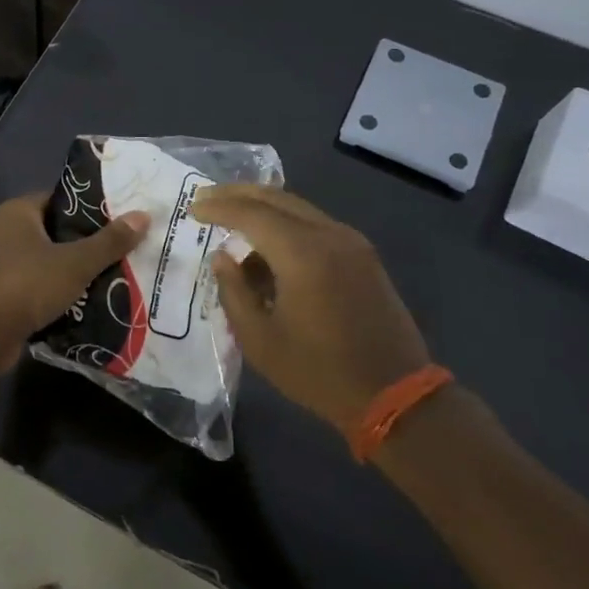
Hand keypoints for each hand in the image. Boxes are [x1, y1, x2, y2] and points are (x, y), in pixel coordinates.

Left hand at [0, 194, 150, 371]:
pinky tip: (88, 300)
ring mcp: (1, 264)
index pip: (61, 199)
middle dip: (87, 242)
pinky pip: (38, 285)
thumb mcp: (76, 262)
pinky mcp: (2, 293)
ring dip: (74, 269)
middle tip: (124, 248)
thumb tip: (144, 215)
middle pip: (56, 231)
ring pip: (48, 260)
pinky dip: (59, 291)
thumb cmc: (27, 285)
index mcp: (18, 212)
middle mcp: (5, 231)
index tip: (121, 218)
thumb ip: (110, 241)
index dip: (91, 208)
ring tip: (114, 274)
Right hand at [191, 185, 430, 434]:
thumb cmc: (319, 372)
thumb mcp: (261, 340)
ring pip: (298, 209)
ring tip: (232, 227)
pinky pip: (316, 226)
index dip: (218, 207)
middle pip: (277, 198)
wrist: (395, 395)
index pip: (251, 213)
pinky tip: (268, 249)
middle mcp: (330, 235)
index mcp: (303, 253)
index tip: (192, 208)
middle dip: (238, 194)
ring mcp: (352, 242)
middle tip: (207, 198)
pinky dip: (286, 226)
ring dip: (263, 210)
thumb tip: (223, 257)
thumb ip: (234, 291)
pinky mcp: (363, 255)